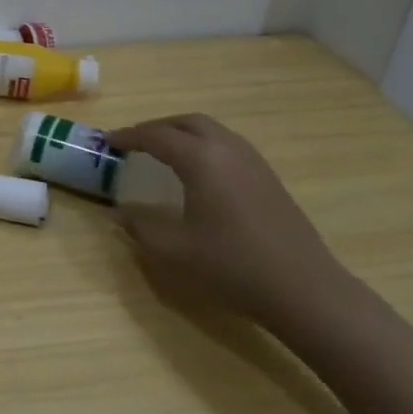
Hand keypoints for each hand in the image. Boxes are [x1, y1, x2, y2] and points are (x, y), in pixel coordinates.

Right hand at [106, 114, 351, 325]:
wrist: (305, 291)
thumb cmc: (232, 266)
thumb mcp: (173, 250)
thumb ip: (140, 227)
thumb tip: (120, 214)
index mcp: (201, 160)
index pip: (156, 136)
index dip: (128, 136)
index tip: (107, 142)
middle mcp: (228, 150)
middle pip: (187, 122)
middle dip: (157, 127)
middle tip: (134, 143)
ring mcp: (254, 163)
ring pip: (212, 131)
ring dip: (183, 134)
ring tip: (163, 154)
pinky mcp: (269, 179)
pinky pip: (229, 146)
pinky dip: (204, 147)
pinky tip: (199, 174)